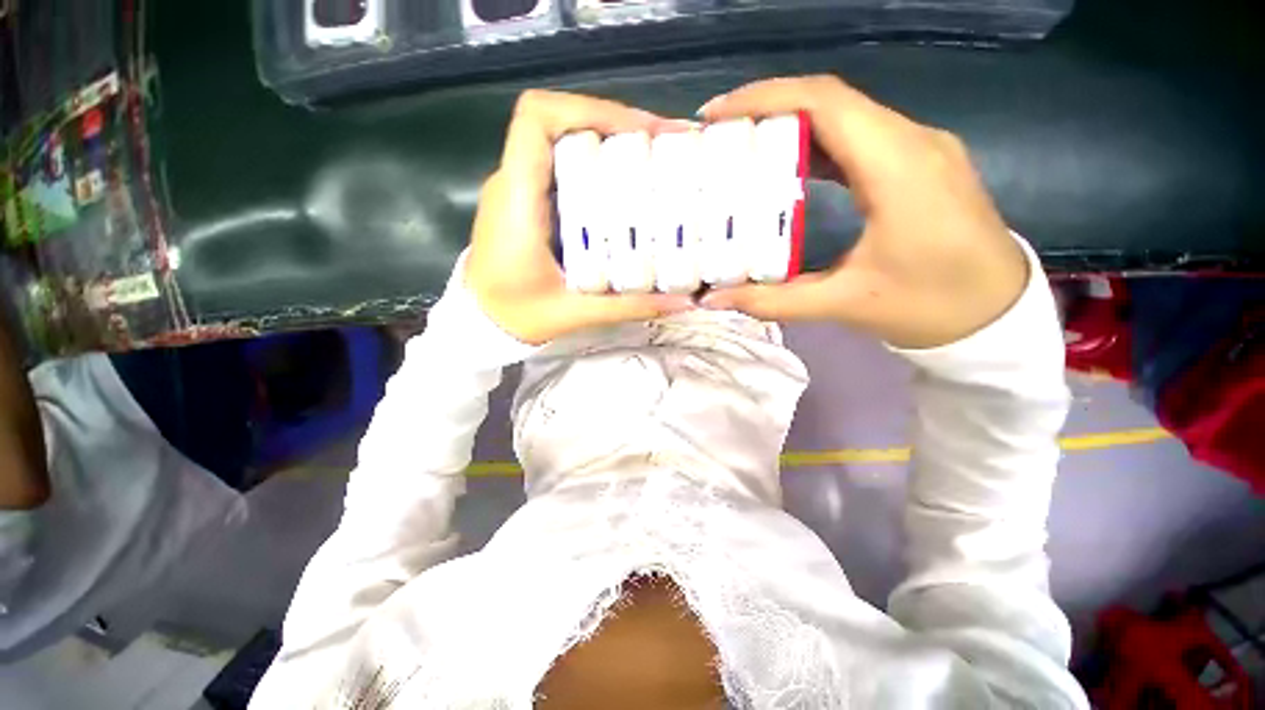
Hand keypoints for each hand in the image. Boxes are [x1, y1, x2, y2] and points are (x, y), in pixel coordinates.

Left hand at [466, 90, 694, 345]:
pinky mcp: (529, 203)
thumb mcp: (574, 314)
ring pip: (564, 142)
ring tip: (655, 162)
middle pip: (562, 123)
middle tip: (664, 148)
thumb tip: (683, 303)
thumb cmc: (515, 317)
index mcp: (517, 200)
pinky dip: (598, 168)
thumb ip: (627, 307)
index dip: (589, 109)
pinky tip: (626, 189)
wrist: (479, 322)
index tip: (638, 131)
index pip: (537, 119)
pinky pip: (563, 168)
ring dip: (610, 144)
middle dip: (616, 126)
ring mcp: (519, 190)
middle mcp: (514, 183)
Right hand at [698, 76, 1028, 349]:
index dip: (765, 97)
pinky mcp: (918, 163)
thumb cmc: (930, 307)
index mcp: (898, 167)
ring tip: (744, 147)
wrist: (997, 314)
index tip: (716, 114)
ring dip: (791, 123)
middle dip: (769, 107)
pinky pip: (860, 136)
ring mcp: (920, 148)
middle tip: (720, 136)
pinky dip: (816, 143)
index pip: (825, 102)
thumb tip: (715, 300)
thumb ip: (774, 300)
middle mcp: (912, 142)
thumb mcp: (844, 304)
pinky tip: (788, 166)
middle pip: (831, 100)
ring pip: (846, 115)